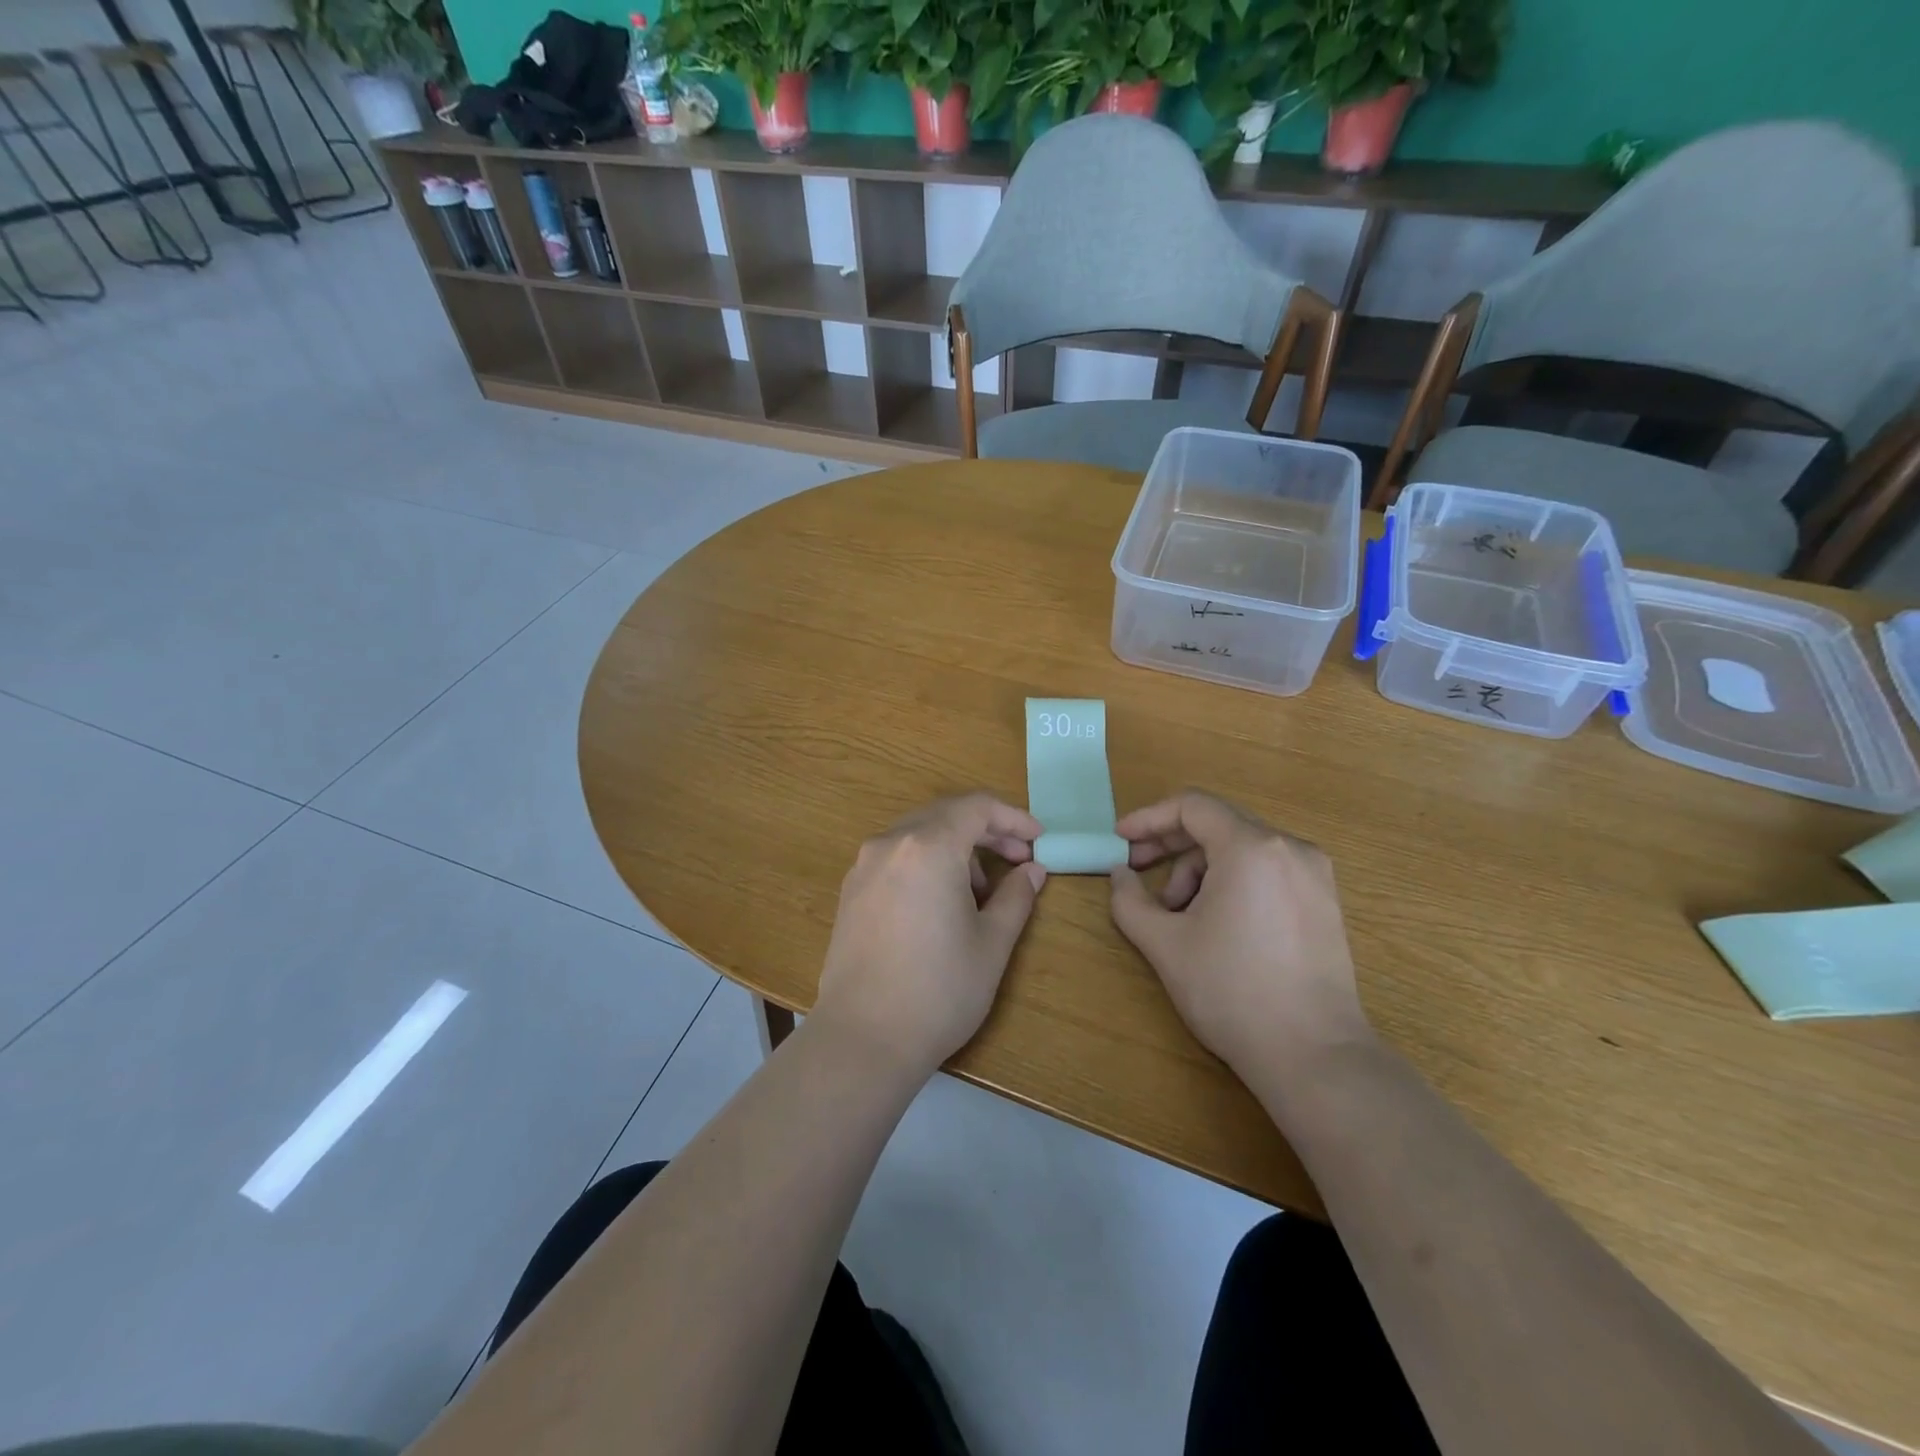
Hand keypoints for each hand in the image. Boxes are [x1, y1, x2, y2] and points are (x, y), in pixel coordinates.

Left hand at [813, 793, 1046, 1081]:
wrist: (863, 1039)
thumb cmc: (939, 991)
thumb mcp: (992, 944)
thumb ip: (1016, 897)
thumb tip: (1033, 870)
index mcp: (928, 847)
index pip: (976, 807)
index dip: (1013, 817)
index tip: (1038, 838)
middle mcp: (890, 844)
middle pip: (946, 815)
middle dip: (987, 830)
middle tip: (1019, 859)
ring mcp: (864, 866)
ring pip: (919, 834)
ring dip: (956, 847)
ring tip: (980, 892)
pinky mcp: (850, 891)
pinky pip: (896, 857)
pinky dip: (926, 862)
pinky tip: (940, 902)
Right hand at [1109, 791, 1369, 1076]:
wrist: (1313, 1055)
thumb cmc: (1231, 991)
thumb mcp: (1165, 944)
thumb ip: (1129, 900)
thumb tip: (1120, 874)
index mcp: (1252, 847)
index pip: (1192, 806)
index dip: (1148, 818)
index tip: (1120, 840)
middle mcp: (1290, 847)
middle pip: (1217, 824)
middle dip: (1171, 846)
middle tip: (1138, 873)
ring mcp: (1315, 874)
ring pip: (1241, 849)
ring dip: (1200, 870)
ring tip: (1179, 916)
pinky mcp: (1325, 901)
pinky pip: (1266, 870)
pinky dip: (1231, 882)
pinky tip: (1216, 922)